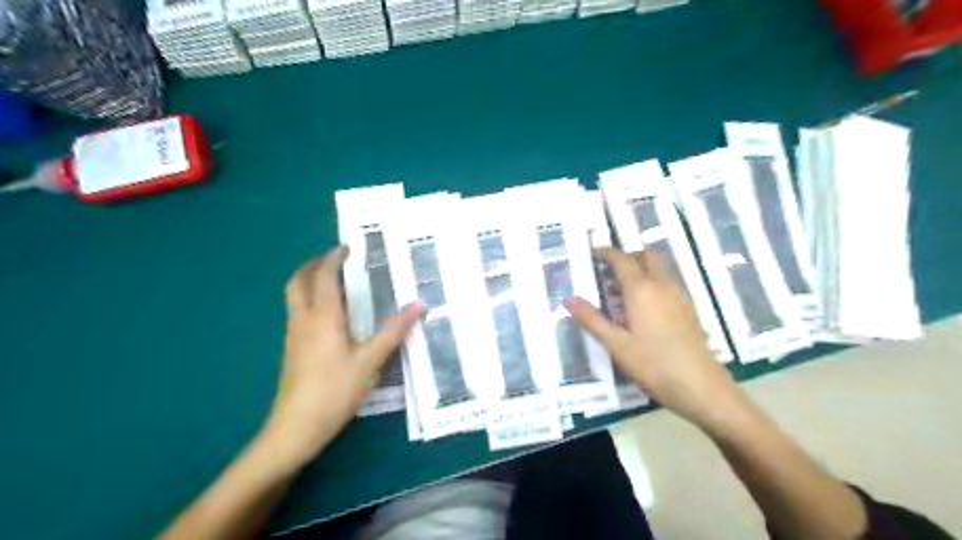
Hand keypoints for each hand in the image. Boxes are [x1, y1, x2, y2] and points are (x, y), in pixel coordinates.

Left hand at [260, 245, 421, 472]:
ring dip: (310, 281)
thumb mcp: (370, 361)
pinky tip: (328, 314)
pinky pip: (297, 311)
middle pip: (298, 281)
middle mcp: (303, 320)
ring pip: (295, 297)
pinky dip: (310, 299)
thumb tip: (419, 305)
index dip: (333, 258)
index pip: (324, 277)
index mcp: (322, 317)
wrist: (296, 427)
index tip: (347, 248)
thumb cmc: (335, 391)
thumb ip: (393, 331)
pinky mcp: (292, 349)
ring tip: (335, 281)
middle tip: (336, 259)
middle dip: (314, 265)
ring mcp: (293, 335)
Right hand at [564, 249, 742, 430]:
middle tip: (608, 270)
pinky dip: (652, 282)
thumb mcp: (616, 344)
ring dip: (640, 269)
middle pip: (646, 255)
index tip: (592, 253)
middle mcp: (662, 284)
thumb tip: (567, 299)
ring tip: (620, 290)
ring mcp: (679, 295)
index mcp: (641, 289)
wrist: (701, 387)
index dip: (606, 252)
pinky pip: (668, 282)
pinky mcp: (689, 309)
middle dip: (627, 256)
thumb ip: (591, 319)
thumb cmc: (653, 364)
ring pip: (659, 268)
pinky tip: (642, 307)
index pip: (622, 258)